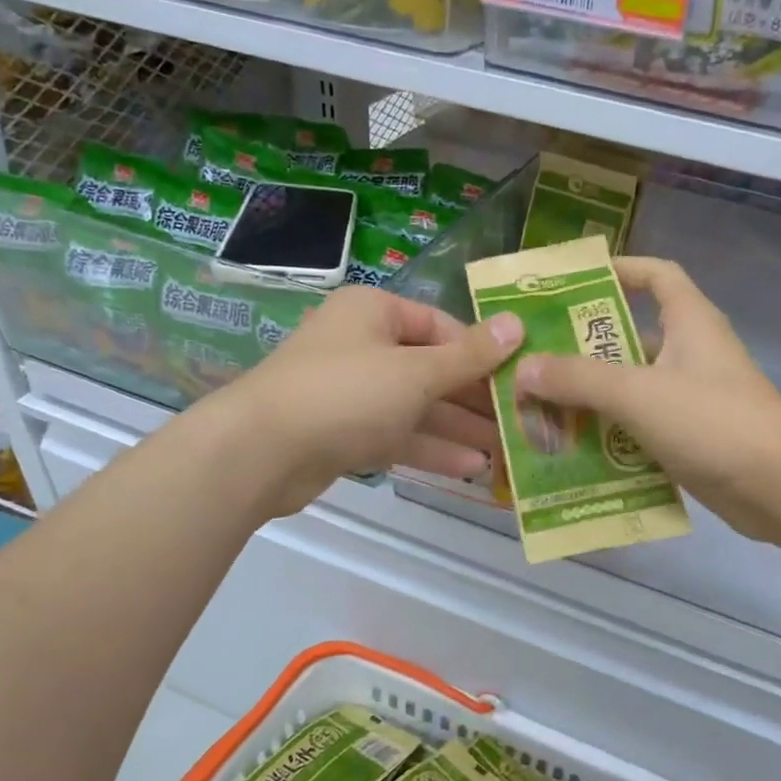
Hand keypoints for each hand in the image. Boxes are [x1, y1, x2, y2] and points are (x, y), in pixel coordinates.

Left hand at [229, 286, 523, 517]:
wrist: (259, 453)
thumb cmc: (345, 394)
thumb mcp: (416, 372)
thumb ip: (470, 355)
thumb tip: (518, 324)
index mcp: (375, 312)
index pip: (442, 326)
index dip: (483, 351)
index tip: (520, 377)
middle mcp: (364, 345)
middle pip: (432, 368)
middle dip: (475, 398)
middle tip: (521, 420)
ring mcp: (353, 392)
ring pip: (418, 406)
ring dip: (459, 428)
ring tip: (507, 450)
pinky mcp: (345, 432)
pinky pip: (398, 434)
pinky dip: (431, 448)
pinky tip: (471, 468)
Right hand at [513, 257, 780, 544]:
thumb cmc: (713, 422)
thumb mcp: (638, 393)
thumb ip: (578, 379)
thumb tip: (524, 369)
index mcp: (690, 322)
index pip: (656, 275)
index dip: (620, 269)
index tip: (573, 283)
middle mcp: (692, 353)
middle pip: (632, 336)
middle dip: (586, 347)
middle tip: (535, 358)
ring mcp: (692, 398)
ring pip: (633, 387)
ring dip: (593, 396)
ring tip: (541, 407)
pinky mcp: (692, 438)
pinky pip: (641, 426)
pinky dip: (611, 434)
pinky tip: (573, 448)